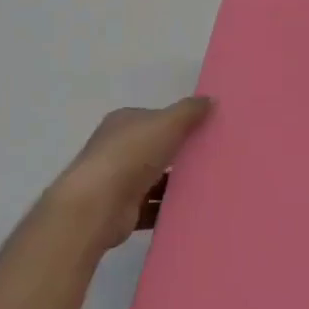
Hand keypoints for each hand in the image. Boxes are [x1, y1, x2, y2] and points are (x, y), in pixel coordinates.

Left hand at [41, 97, 211, 256]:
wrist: (97, 205)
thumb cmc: (132, 155)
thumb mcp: (168, 122)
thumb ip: (190, 110)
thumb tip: (210, 99)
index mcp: (123, 123)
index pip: (154, 118)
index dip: (178, 122)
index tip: (204, 130)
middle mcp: (116, 148)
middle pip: (155, 148)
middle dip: (179, 153)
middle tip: (211, 156)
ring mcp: (116, 180)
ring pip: (154, 178)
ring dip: (175, 182)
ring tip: (207, 183)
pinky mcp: (121, 209)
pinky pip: (151, 206)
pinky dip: (167, 206)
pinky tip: (190, 206)